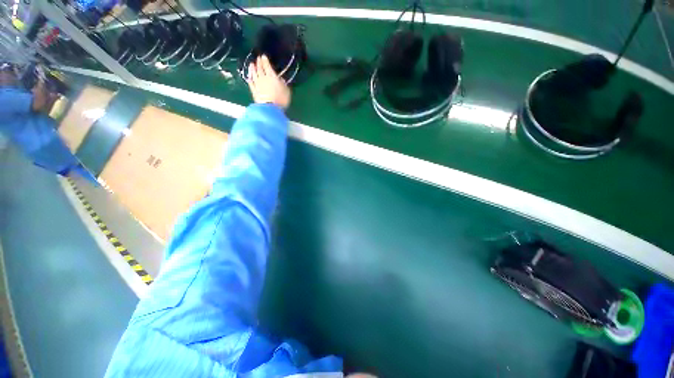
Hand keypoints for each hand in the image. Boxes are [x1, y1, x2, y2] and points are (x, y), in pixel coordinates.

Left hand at [246, 55, 290, 109]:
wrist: (270, 108)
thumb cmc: (281, 99)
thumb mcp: (287, 91)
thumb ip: (283, 83)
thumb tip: (280, 79)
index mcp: (272, 76)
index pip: (267, 66)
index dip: (265, 60)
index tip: (263, 56)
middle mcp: (263, 77)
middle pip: (260, 68)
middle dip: (259, 63)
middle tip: (258, 59)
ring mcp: (257, 84)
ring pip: (254, 74)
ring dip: (252, 68)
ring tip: (252, 64)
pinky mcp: (253, 91)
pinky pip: (251, 82)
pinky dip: (250, 78)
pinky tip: (249, 76)